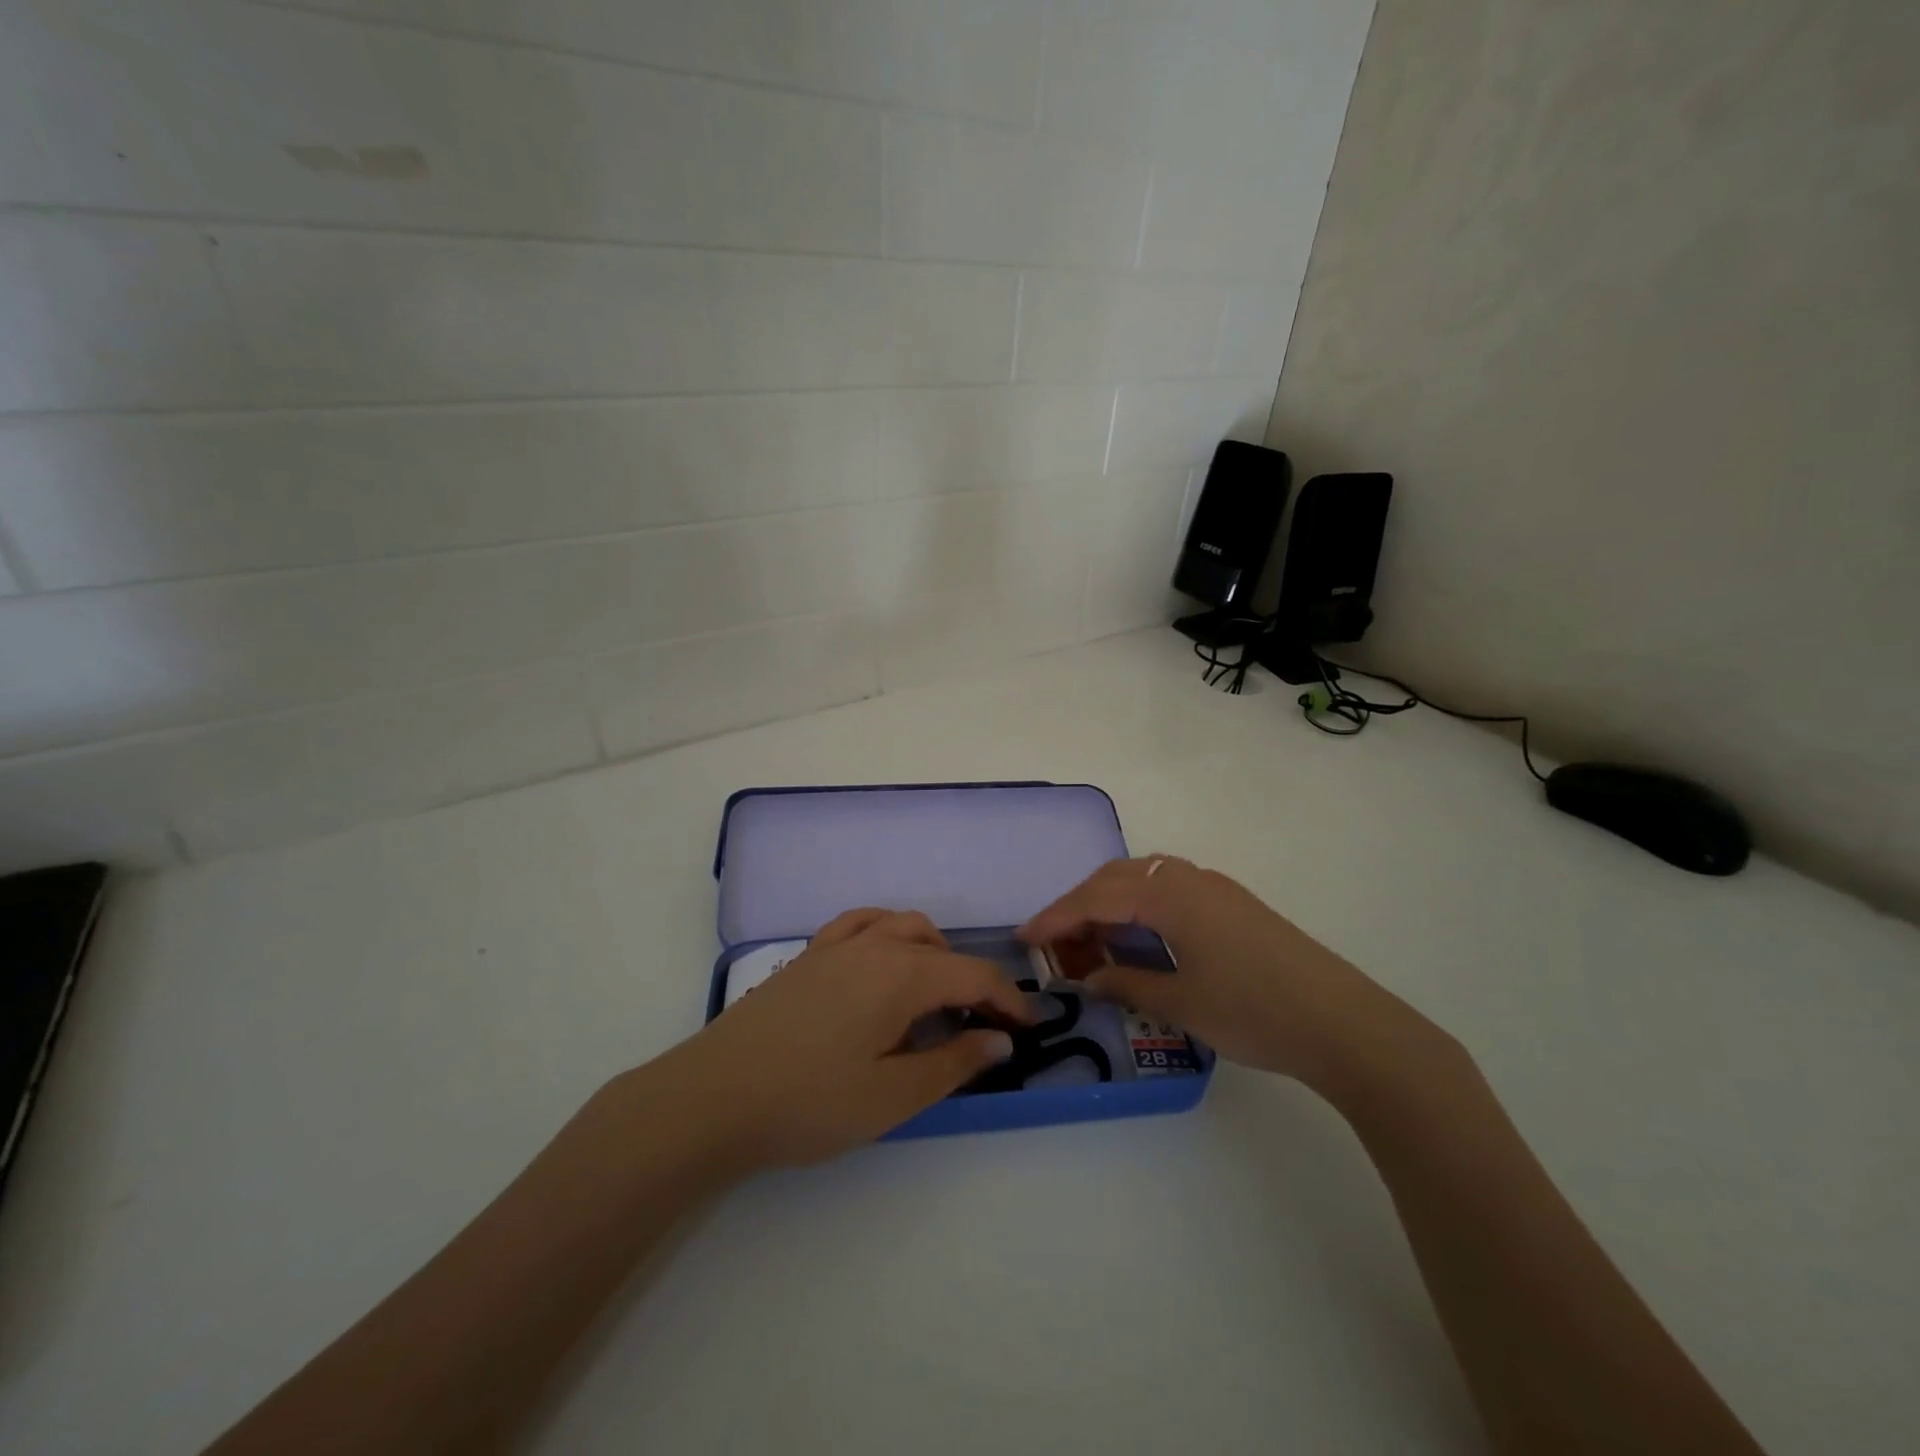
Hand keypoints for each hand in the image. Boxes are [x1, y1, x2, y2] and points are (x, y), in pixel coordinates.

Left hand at [657, 908, 1030, 1168]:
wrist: (713, 1096)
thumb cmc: (809, 1102)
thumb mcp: (892, 1096)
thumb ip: (953, 1064)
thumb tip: (1000, 1039)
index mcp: (902, 975)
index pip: (973, 976)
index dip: (1008, 1000)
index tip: (1029, 1028)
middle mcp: (875, 945)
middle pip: (942, 949)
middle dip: (973, 981)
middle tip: (984, 1025)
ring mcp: (836, 945)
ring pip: (903, 926)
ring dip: (933, 953)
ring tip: (937, 994)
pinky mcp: (808, 956)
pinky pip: (860, 923)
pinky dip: (887, 933)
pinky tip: (881, 961)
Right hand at [1020, 857, 1438, 1090]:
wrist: (1345, 1024)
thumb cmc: (1254, 1012)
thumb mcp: (1181, 1003)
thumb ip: (1127, 983)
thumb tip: (1087, 977)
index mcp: (1170, 896)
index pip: (1096, 898)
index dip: (1057, 918)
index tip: (1025, 938)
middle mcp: (1190, 879)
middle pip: (1117, 877)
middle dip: (1079, 904)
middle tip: (1055, 940)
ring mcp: (1216, 888)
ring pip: (1145, 877)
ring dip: (1111, 900)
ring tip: (1093, 936)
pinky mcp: (1235, 904)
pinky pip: (1170, 888)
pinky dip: (1141, 904)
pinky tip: (1141, 934)